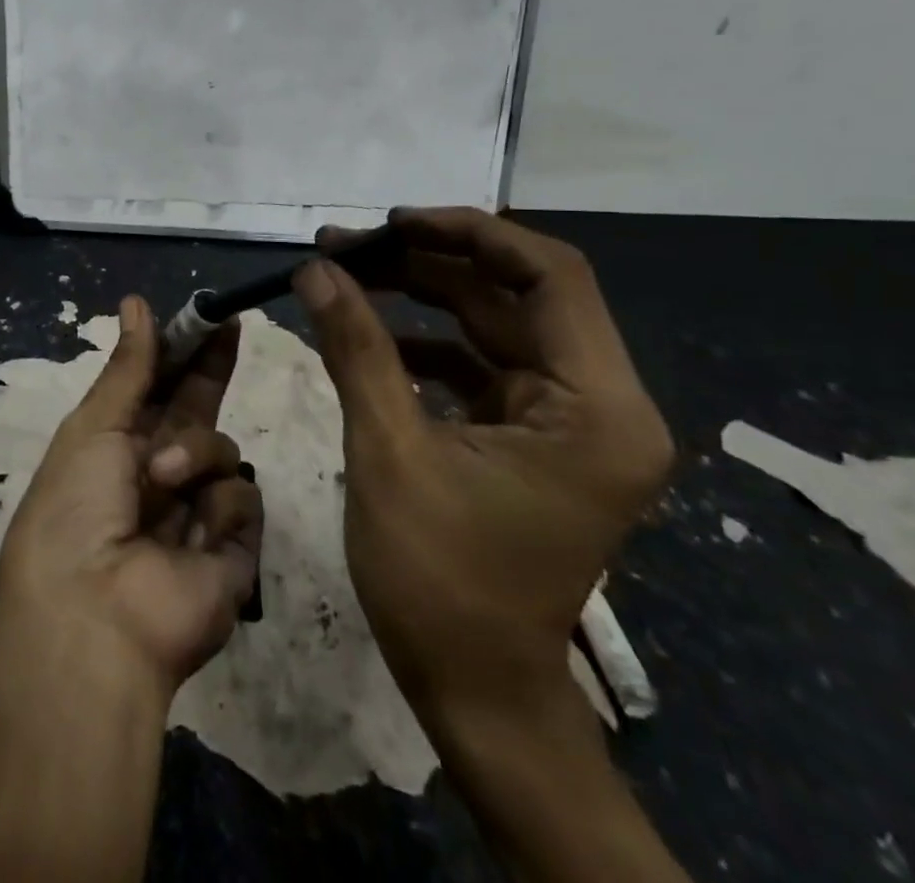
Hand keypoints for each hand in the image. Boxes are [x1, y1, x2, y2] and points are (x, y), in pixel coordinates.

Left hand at [0, 294, 264, 698]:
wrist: (91, 620)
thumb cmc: (75, 510)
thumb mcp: (93, 428)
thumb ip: (128, 368)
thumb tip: (136, 302)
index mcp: (118, 448)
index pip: (159, 387)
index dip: (181, 351)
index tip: (205, 314)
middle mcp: (160, 475)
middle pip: (199, 410)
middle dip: (213, 368)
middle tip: (232, 323)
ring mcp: (197, 512)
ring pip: (222, 450)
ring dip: (194, 454)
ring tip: (162, 483)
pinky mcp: (233, 550)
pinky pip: (243, 500)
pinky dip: (218, 508)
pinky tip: (193, 533)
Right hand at [294, 207, 673, 722]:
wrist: (477, 693)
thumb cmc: (441, 583)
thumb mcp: (389, 452)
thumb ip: (355, 349)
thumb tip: (314, 268)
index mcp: (597, 408)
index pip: (552, 276)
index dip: (471, 233)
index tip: (393, 222)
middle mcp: (600, 404)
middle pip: (516, 294)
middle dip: (429, 262)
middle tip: (348, 245)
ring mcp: (567, 421)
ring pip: (494, 324)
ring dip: (422, 295)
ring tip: (347, 273)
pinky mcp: (533, 436)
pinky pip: (481, 364)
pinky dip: (427, 342)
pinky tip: (369, 331)